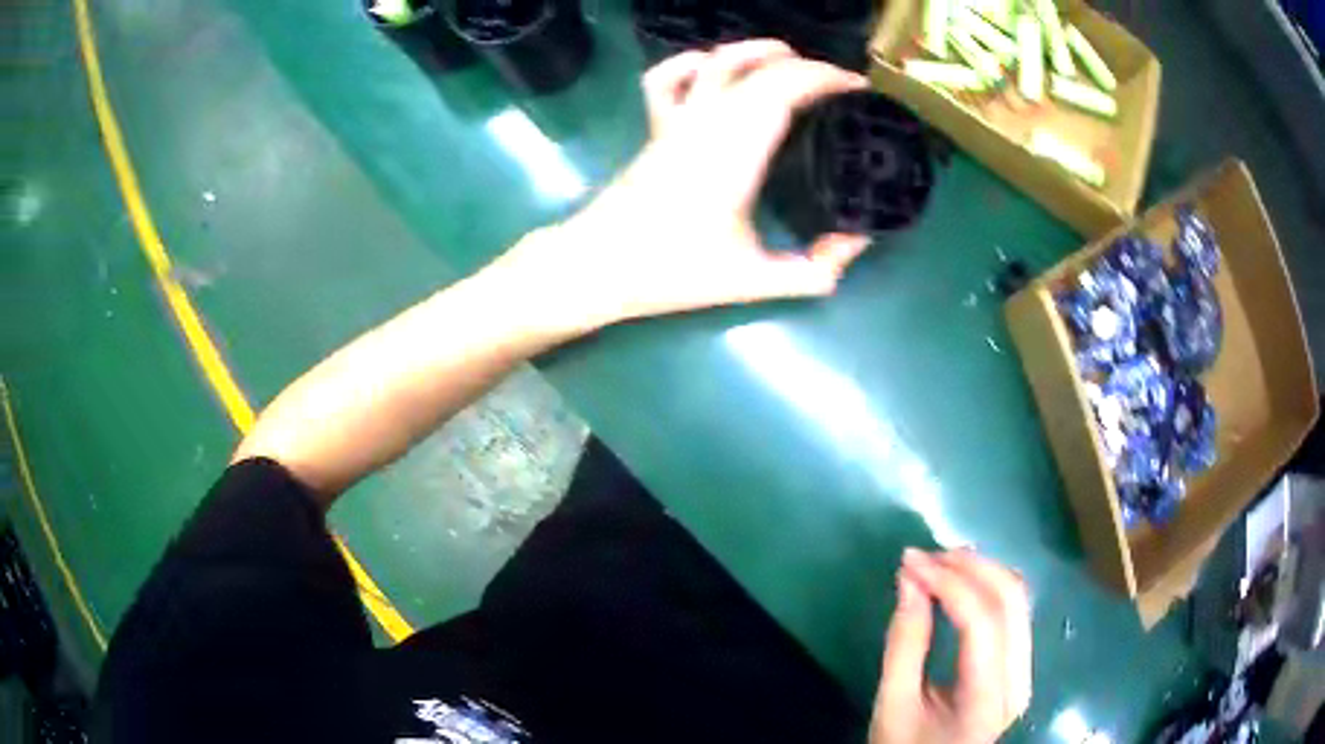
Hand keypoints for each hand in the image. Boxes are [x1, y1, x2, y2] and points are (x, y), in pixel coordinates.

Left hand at [495, 40, 871, 336]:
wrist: (596, 267)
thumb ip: (813, 270)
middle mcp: (706, 123)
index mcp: (735, 151)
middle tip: (840, 85)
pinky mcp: (655, 127)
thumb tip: (857, 244)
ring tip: (790, 57)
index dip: (827, 78)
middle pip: (761, 71)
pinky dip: (691, 62)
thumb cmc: (672, 272)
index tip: (859, 89)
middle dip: (808, 67)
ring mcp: (675, 120)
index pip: (786, 89)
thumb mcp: (753, 281)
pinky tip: (711, 65)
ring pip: (715, 62)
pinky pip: (666, 79)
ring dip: (756, 51)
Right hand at [871, 549, 1032, 743]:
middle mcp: (1019, 680)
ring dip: (981, 570)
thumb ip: (905, 644)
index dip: (949, 583)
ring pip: (1018, 598)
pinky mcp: (1022, 663)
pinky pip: (1014, 610)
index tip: (910, 562)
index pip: (981, 623)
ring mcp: (1026, 670)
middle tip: (925, 556)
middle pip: (1010, 600)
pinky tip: (961, 581)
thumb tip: (909, 578)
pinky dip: (988, 586)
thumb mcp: (893, 704)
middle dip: (969, 567)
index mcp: (986, 699)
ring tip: (940, 563)